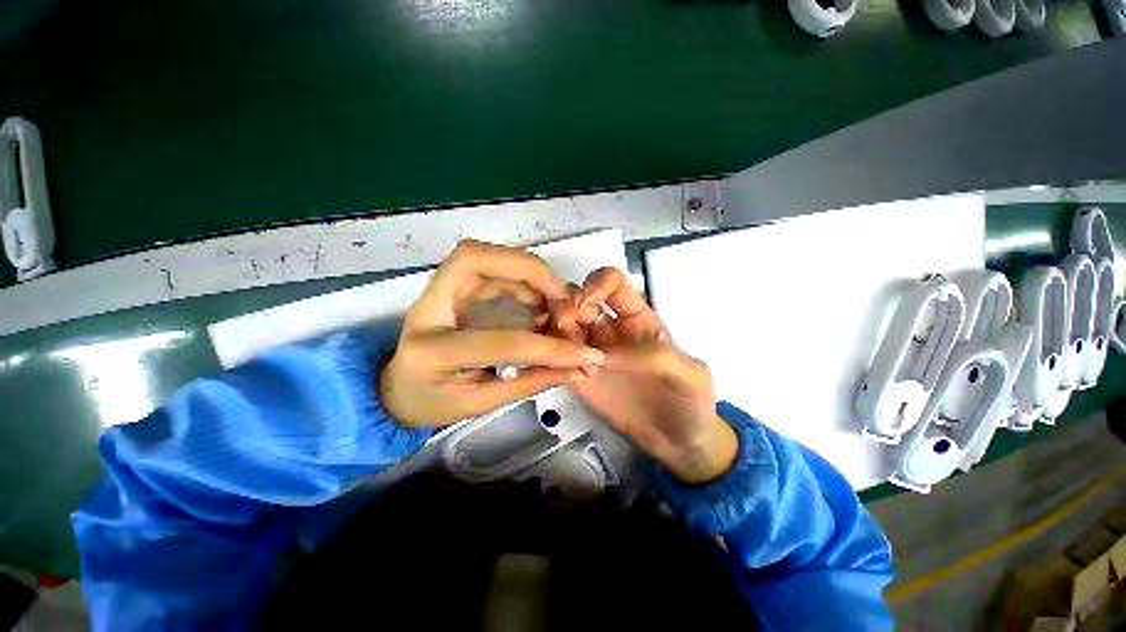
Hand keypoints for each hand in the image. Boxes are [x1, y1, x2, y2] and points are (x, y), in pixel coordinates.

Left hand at [381, 240, 604, 426]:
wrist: (396, 389)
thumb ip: (530, 382)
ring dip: (528, 272)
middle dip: (527, 269)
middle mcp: (428, 309)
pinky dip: (520, 278)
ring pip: (483, 256)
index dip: (548, 347)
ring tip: (554, 302)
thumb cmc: (432, 402)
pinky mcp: (450, 287)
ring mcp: (436, 291)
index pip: (501, 341)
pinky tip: (536, 301)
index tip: (585, 353)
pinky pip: (490, 268)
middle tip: (562, 295)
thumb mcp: (480, 404)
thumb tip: (579, 368)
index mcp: (432, 351)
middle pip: (473, 258)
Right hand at [552, 268, 737, 483]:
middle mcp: (608, 330)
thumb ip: (655, 356)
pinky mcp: (577, 378)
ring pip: (560, 327)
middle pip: (577, 301)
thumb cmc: (690, 401)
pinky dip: (548, 358)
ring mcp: (590, 354)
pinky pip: (555, 360)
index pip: (612, 284)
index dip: (597, 283)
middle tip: (564, 325)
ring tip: (556, 350)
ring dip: (551, 330)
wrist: (678, 442)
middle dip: (565, 305)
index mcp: (636, 319)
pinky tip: (553, 369)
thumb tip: (605, 355)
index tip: (585, 302)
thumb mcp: (690, 374)